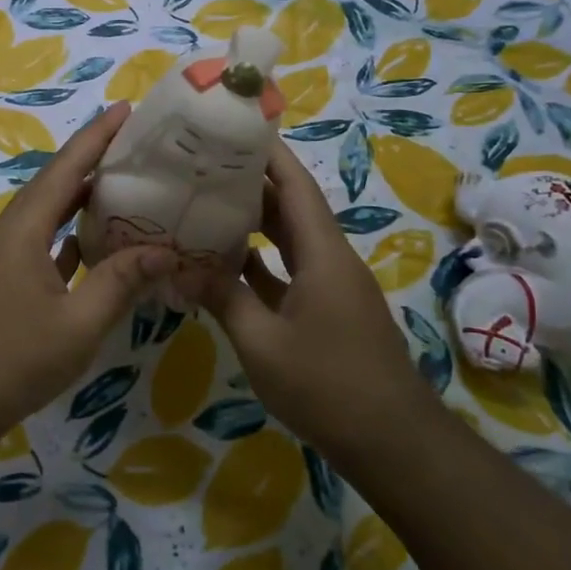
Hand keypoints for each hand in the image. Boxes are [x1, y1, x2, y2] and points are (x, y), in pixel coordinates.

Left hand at [0, 102, 175, 441]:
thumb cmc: (14, 359)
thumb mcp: (78, 324)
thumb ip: (120, 282)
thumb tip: (165, 251)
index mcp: (22, 231)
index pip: (65, 170)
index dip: (96, 137)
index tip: (125, 109)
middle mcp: (8, 234)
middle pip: (54, 186)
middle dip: (92, 161)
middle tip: (136, 146)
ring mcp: (1, 259)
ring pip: (46, 216)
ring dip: (81, 200)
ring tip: (124, 186)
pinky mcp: (1, 282)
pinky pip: (41, 244)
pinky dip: (68, 236)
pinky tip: (93, 242)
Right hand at [202, 143, 428, 455]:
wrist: (391, 441)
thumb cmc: (327, 385)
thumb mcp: (262, 342)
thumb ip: (223, 298)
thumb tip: (179, 266)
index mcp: (323, 254)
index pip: (296, 186)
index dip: (269, 154)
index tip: (235, 128)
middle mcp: (331, 260)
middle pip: (292, 207)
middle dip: (253, 183)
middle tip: (204, 166)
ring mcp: (332, 287)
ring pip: (291, 240)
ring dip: (256, 223)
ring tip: (208, 203)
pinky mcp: (328, 312)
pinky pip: (291, 272)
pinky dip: (262, 263)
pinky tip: (227, 263)